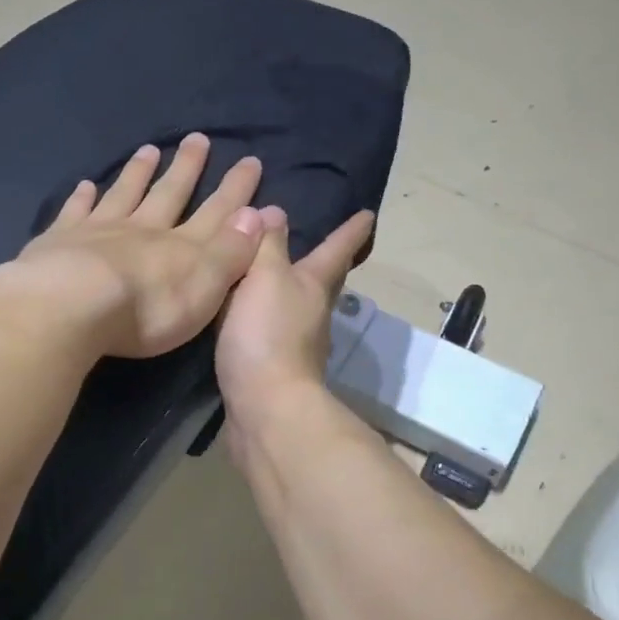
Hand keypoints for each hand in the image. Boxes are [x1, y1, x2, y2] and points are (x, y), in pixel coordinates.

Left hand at [0, 134, 268, 360]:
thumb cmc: (147, 309)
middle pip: (170, 193)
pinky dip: (82, 198)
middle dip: (187, 168)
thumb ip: (231, 251)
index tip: (249, 161)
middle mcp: (143, 230)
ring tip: (149, 150)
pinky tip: (85, 185)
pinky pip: (75, 212)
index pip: (217, 212)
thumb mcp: (206, 286)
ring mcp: (99, 231)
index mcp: (181, 247)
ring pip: (124, 194)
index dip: (236, 190)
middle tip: (197, 139)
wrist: (72, 307)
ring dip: (138, 172)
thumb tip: (257, 214)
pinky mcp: (60, 241)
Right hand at [215, 207, 375, 422]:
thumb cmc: (267, 333)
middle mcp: (313, 313)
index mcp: (313, 285)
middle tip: (327, 245)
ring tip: (276, 277)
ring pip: (299, 307)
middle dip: (327, 262)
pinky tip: (249, 318)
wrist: (265, 407)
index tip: (368, 214)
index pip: (336, 249)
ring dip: (293, 291)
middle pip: (325, 281)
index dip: (351, 231)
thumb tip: (275, 212)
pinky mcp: (276, 369)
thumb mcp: (265, 277)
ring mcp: (298, 344)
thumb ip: (268, 245)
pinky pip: (272, 331)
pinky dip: (266, 318)